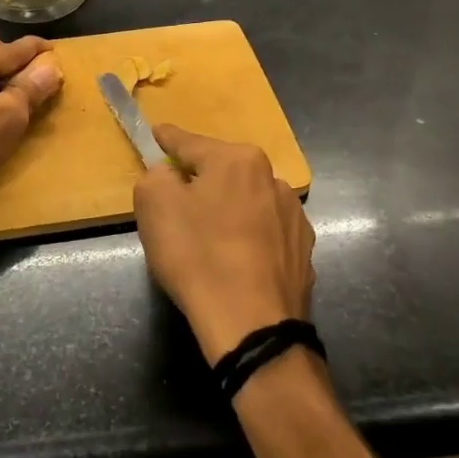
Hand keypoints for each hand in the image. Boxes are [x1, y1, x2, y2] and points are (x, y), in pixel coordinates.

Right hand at [134, 126, 315, 364]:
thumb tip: (170, 175)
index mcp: (237, 160)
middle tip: (178, 197)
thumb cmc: (197, 256)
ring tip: (209, 237)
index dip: (169, 139)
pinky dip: (248, 239)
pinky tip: (236, 260)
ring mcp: (294, 217)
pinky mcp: (303, 252)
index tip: (158, 133)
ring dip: (228, 209)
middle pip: (223, 172)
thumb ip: (156, 176)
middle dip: (201, 179)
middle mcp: (272, 179)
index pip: (191, 143)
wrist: (252, 325)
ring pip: (248, 202)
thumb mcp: (154, 205)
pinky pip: (265, 234)